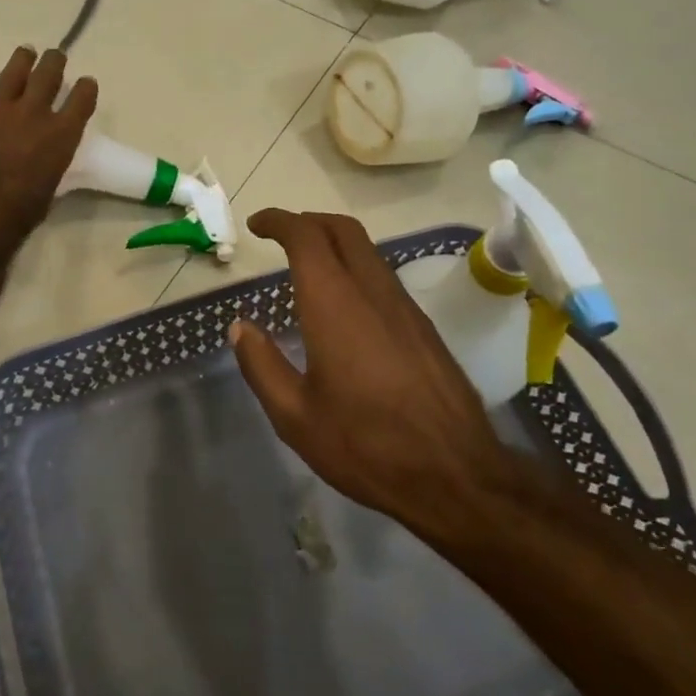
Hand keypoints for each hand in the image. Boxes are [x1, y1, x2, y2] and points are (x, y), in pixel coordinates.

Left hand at [0, 46, 96, 243]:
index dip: (85, 90)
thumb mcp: (49, 190)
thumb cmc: (20, 206)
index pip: (80, 103)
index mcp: (61, 135)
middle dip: (53, 64)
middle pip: (47, 78)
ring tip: (26, 51)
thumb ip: (48, 168)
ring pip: (13, 74)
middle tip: (55, 54)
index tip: (87, 82)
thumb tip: (42, 168)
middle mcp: (33, 113)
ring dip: (21, 61)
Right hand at [230, 210, 521, 540]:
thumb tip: (240, 328)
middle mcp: (373, 291)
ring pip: (368, 251)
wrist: (455, 474)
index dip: (279, 221)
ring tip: (307, 267)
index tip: (256, 225)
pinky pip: (384, 277)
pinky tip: (344, 305)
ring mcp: (404, 307)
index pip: (306, 236)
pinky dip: (356, 269)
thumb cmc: (365, 445)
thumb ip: (262, 365)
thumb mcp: (295, 416)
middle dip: (309, 221)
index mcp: (335, 304)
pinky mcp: (424, 327)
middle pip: (343, 230)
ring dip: (334, 243)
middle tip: (281, 236)